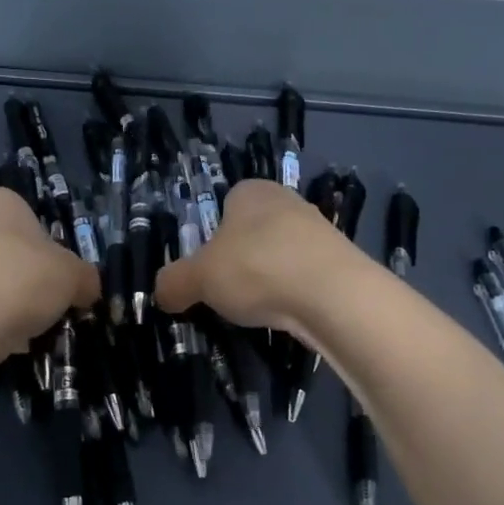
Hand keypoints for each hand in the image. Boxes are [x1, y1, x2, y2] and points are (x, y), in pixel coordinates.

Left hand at [0, 188, 98, 368]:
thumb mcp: (73, 277)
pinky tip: (0, 339)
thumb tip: (86, 288)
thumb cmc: (20, 283)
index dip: (55, 251)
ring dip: (11, 301)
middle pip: (14, 252)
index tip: (62, 279)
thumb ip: (86, 278)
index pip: (36, 220)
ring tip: (27, 329)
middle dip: (31, 278)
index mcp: (1, 202)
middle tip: (48, 306)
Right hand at [154, 180, 360, 336]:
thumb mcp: (198, 278)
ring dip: (268, 277)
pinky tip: (288, 314)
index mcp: (251, 191)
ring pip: (280, 254)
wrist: (335, 295)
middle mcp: (287, 202)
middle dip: (240, 258)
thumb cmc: (256, 269)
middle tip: (226, 290)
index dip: (211, 235)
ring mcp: (319, 231)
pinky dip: (293, 293)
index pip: (224, 203)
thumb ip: (174, 283)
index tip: (206, 267)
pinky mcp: (341, 262)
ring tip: (258, 307)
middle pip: (252, 231)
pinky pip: (305, 276)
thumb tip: (162, 293)